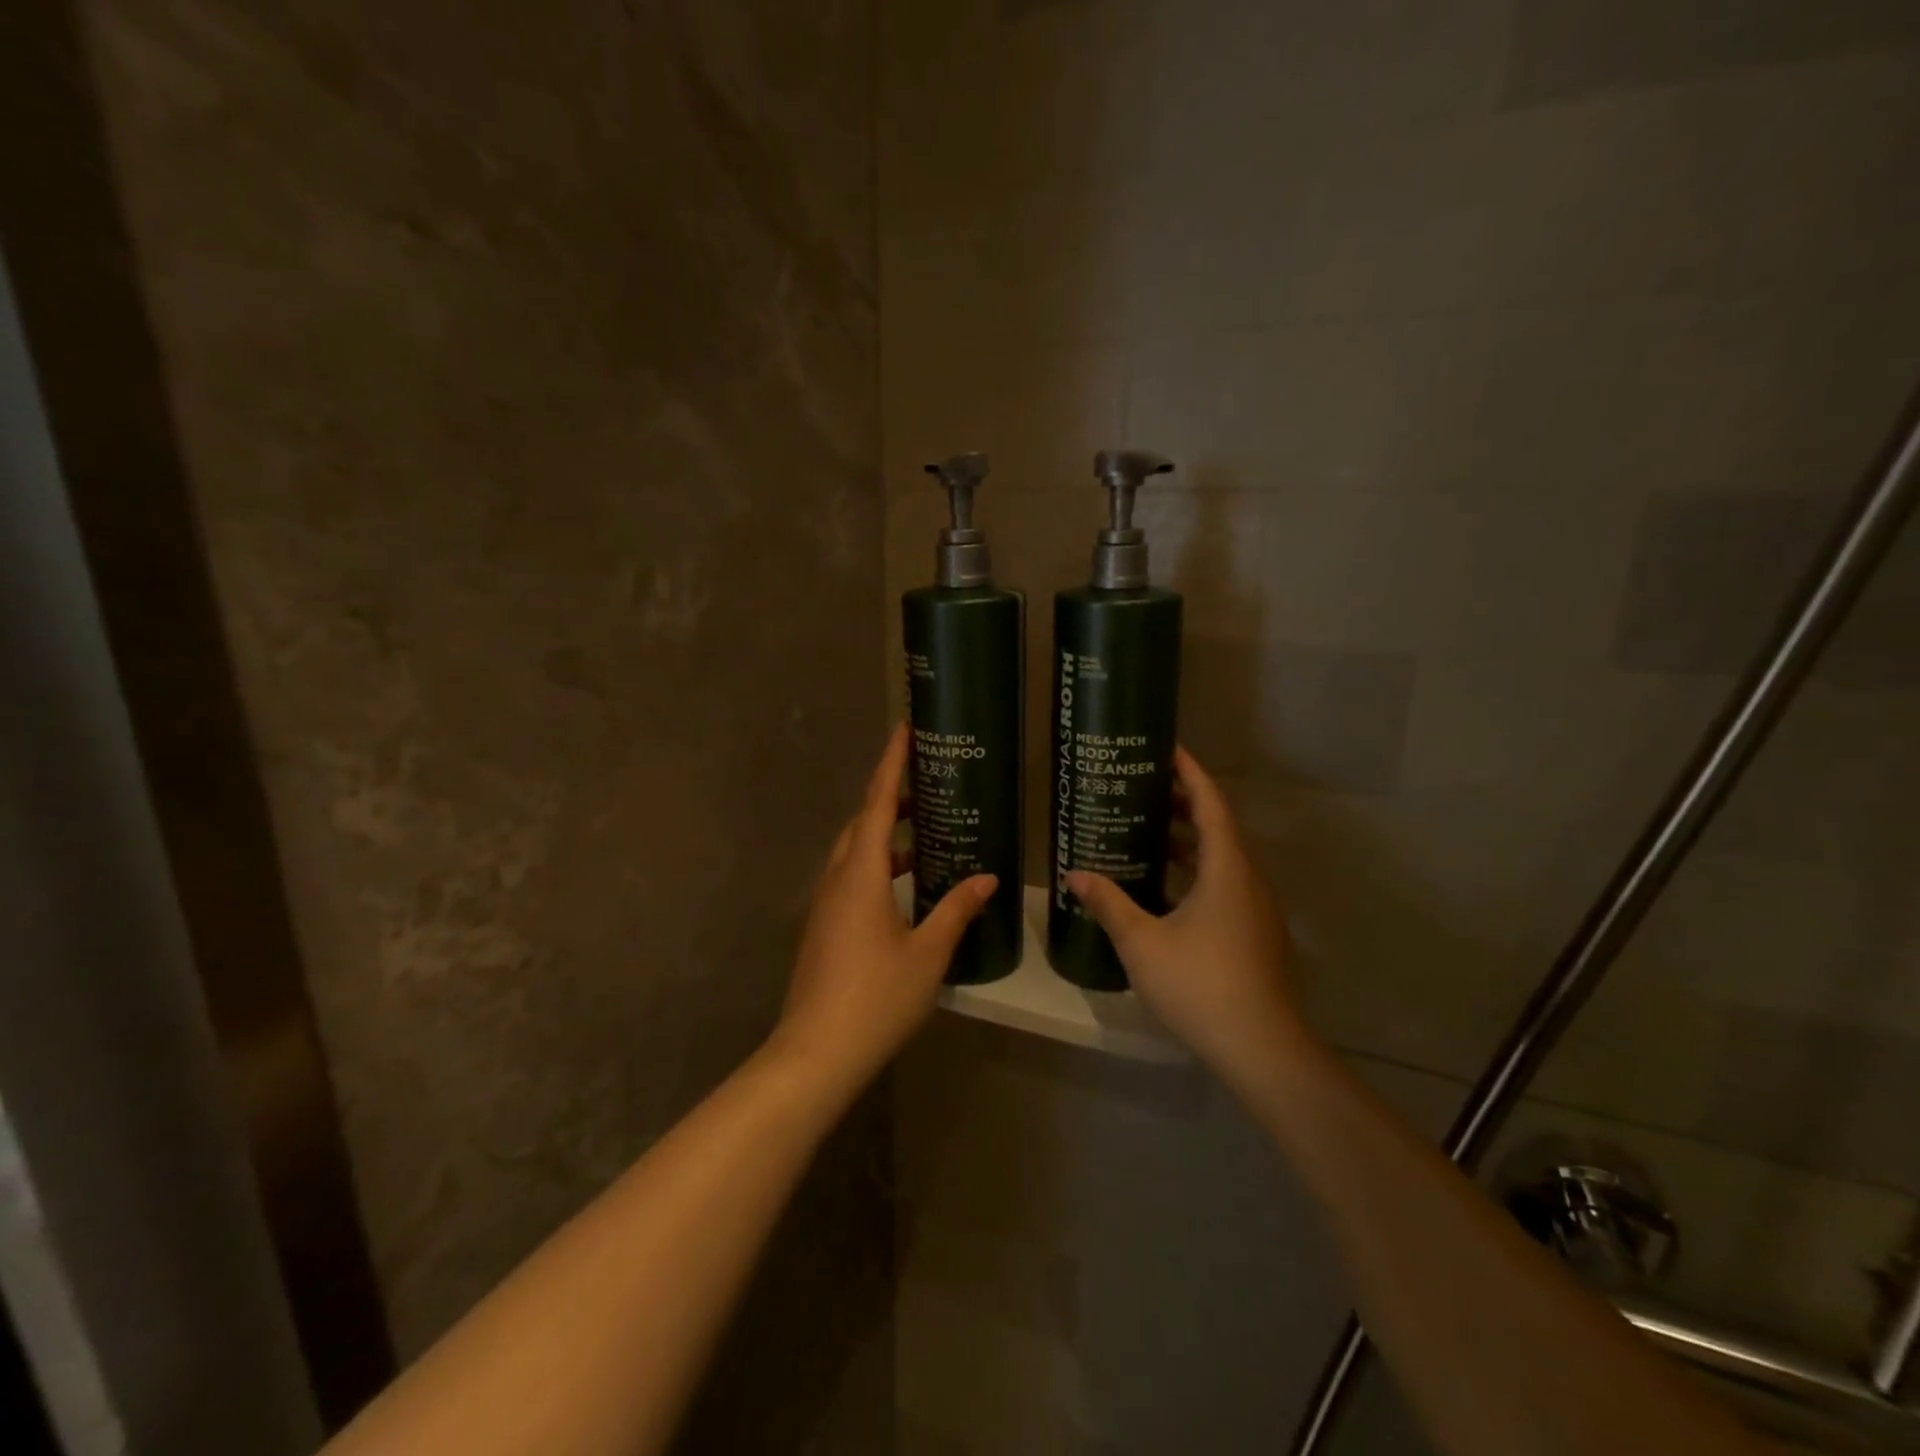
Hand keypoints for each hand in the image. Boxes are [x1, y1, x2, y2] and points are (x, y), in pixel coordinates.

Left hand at [773, 723, 995, 1094]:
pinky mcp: (823, 928)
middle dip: (893, 799)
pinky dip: (878, 867)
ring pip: (855, 852)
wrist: (815, 1054)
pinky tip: (906, 889)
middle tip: (929, 787)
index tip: (905, 729)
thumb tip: (988, 878)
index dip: (892, 763)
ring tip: (926, 837)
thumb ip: (957, 910)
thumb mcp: (928, 954)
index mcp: (862, 874)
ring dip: (887, 836)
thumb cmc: (876, 998)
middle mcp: (837, 879)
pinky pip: (851, 878)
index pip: (879, 802)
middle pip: (864, 823)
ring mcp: (825, 904)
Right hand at [1065, 748, 1310, 1096]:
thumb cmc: (1202, 985)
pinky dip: (1199, 873)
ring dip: (1191, 842)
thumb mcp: (1142, 943)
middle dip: (1184, 804)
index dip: (1190, 773)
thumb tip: (1074, 874)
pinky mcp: (1258, 934)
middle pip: (1219, 827)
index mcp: (1227, 869)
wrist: (1264, 1049)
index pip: (1211, 804)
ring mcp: (1258, 909)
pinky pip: (1227, 885)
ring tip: (1150, 835)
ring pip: (1224, 859)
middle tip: (1144, 791)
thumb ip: (1108, 904)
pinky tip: (1168, 892)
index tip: (1167, 749)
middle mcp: (1249, 880)